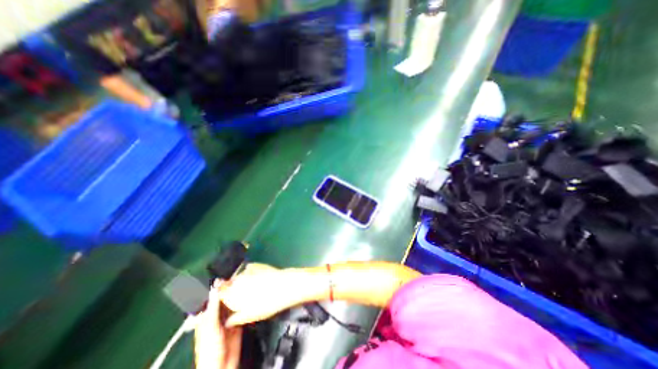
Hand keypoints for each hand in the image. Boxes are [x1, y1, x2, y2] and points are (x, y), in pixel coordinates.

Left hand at [194, 281, 242, 367]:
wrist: (222, 365)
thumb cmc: (211, 347)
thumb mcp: (211, 326)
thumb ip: (214, 306)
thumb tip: (216, 287)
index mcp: (206, 315)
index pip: (210, 297)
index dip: (216, 286)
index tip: (223, 274)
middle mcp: (216, 314)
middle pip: (222, 298)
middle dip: (229, 288)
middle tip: (238, 274)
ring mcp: (227, 317)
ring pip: (232, 302)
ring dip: (237, 293)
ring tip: (245, 280)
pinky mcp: (237, 320)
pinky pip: (240, 308)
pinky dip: (243, 301)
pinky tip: (249, 293)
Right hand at [218, 263, 315, 327]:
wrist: (284, 286)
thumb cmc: (266, 304)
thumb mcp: (249, 316)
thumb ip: (234, 318)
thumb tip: (228, 320)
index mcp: (232, 292)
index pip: (219, 292)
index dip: (221, 297)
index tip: (224, 300)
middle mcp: (236, 279)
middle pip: (228, 284)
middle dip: (231, 289)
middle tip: (240, 297)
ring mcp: (246, 269)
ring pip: (238, 277)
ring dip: (240, 282)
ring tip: (251, 288)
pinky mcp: (256, 264)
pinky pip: (247, 270)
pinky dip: (248, 275)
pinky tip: (257, 280)